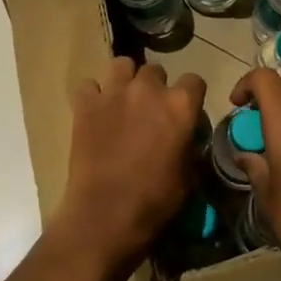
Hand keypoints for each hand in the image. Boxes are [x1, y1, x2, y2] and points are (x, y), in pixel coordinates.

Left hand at [54, 57, 205, 275]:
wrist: (105, 215)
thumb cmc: (155, 202)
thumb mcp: (189, 176)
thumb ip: (190, 145)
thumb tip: (187, 136)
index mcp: (180, 106)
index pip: (194, 81)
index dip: (190, 97)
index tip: (185, 112)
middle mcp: (148, 90)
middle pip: (156, 71)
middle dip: (155, 88)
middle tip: (150, 112)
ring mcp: (114, 93)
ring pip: (122, 65)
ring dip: (125, 80)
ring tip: (122, 102)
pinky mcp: (85, 104)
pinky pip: (88, 85)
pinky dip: (92, 96)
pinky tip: (94, 112)